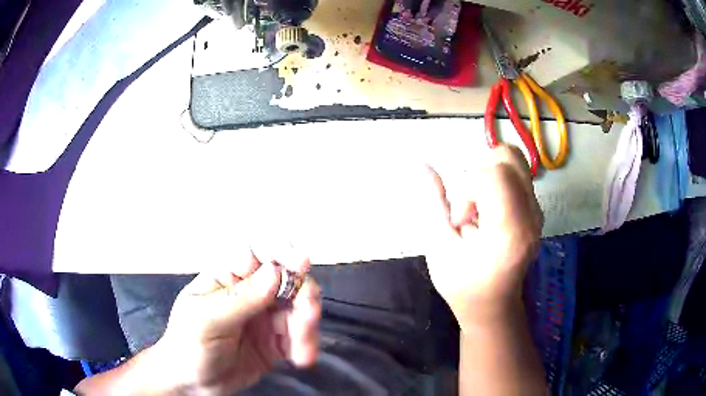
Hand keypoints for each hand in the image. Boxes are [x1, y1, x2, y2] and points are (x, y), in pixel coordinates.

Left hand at [156, 255, 320, 393]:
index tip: (301, 263)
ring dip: (307, 326)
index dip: (282, 252)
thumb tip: (275, 272)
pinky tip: (301, 359)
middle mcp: (250, 291)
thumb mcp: (206, 320)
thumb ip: (240, 299)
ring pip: (299, 308)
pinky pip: (300, 335)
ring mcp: (265, 315)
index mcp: (227, 276)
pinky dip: (306, 345)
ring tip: (302, 351)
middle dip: (303, 296)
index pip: (258, 253)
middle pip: (288, 280)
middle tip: (307, 317)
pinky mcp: (276, 339)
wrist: (194, 383)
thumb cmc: (188, 344)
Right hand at [425, 146, 542, 326]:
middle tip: (469, 205)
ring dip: (488, 175)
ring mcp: (537, 211)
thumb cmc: (464, 286)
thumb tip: (421, 163)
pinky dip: (496, 182)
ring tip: (478, 208)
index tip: (460, 219)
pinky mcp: (535, 209)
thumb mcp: (439, 247)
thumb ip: (433, 202)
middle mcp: (531, 215)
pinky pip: (516, 174)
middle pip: (509, 157)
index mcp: (509, 231)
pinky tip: (487, 211)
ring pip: (513, 161)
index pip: (495, 175)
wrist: (493, 305)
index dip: (468, 187)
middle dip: (479, 172)